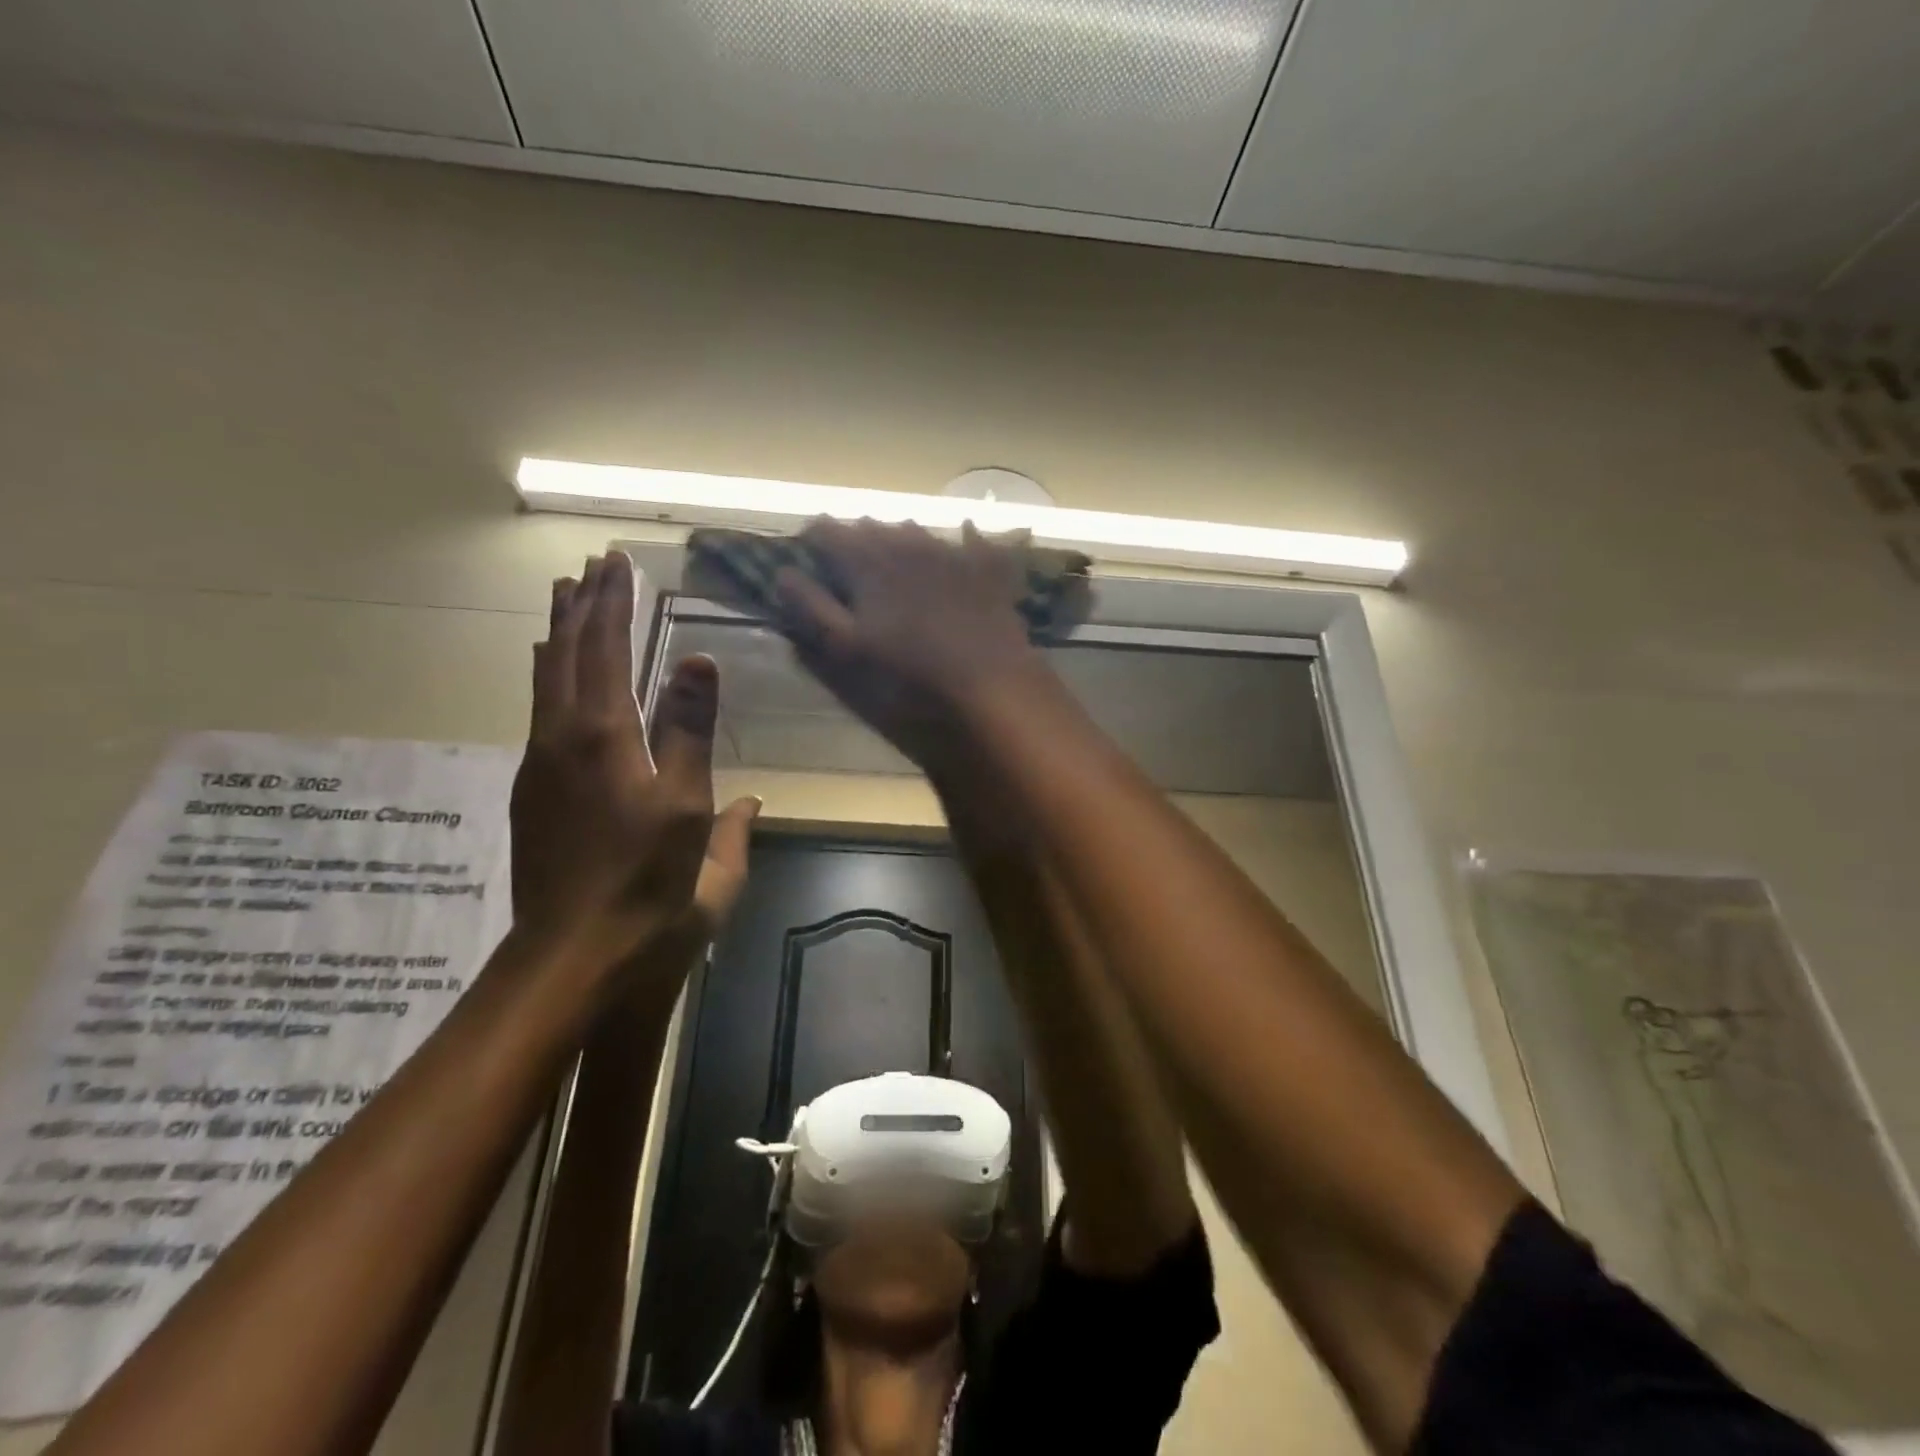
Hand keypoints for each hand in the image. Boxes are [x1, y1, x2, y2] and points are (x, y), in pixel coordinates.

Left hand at [511, 551, 751, 966]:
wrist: (574, 959)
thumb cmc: (648, 886)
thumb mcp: (687, 809)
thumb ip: (690, 731)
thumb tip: (699, 660)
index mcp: (601, 736)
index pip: (603, 649)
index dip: (610, 602)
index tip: (615, 560)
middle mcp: (559, 740)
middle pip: (562, 656)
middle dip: (578, 608)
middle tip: (587, 567)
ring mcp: (540, 769)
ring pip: (544, 684)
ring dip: (558, 638)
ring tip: (564, 604)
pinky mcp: (535, 796)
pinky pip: (541, 714)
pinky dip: (550, 678)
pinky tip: (555, 682)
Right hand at [775, 520, 1048, 767]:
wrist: (988, 685)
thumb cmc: (906, 673)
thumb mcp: (846, 647)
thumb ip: (812, 606)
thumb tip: (783, 572)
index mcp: (868, 561)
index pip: (828, 530)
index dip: (813, 539)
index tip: (808, 556)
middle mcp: (908, 544)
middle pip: (873, 526)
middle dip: (856, 538)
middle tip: (848, 561)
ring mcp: (952, 552)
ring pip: (917, 529)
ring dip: (900, 537)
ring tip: (894, 553)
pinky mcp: (987, 569)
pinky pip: (974, 539)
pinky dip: (965, 536)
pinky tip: (965, 534)